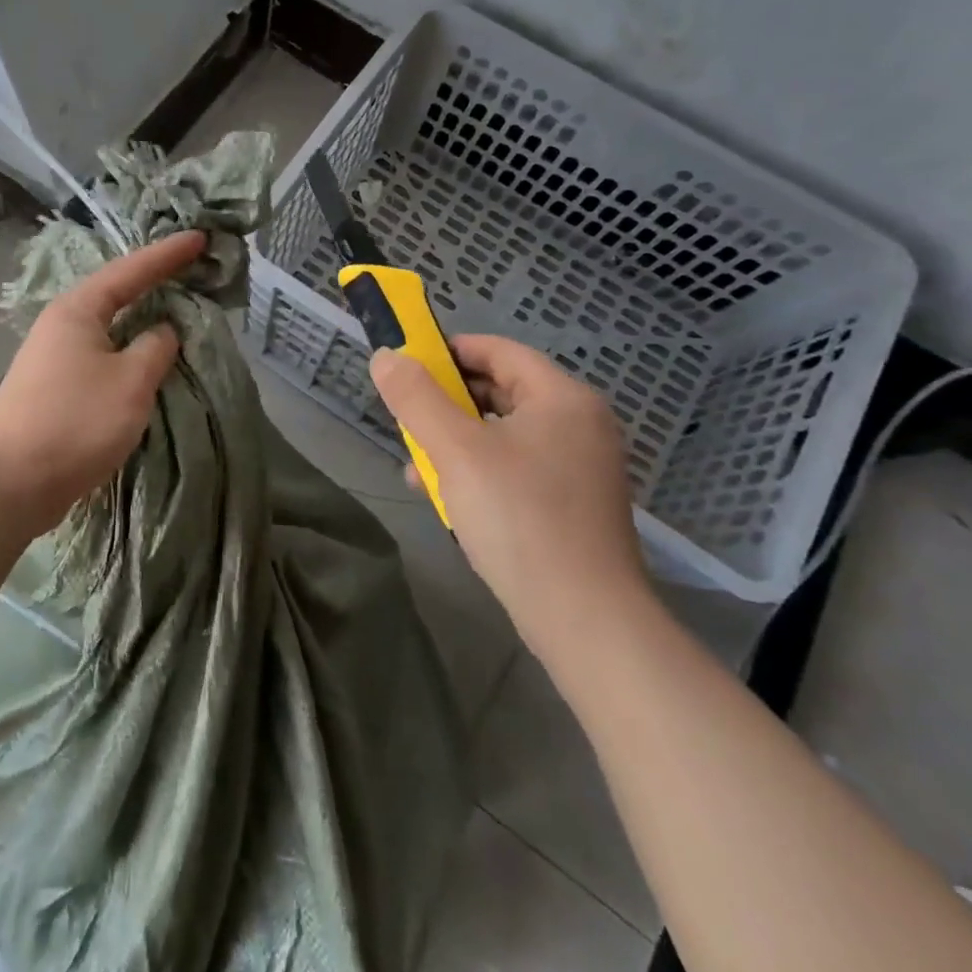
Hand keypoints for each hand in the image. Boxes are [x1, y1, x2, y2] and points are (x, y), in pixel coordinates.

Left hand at [0, 230, 204, 538]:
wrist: (8, 484)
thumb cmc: (74, 422)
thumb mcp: (130, 382)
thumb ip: (156, 348)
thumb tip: (163, 331)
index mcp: (78, 310)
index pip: (131, 270)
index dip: (168, 254)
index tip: (200, 238)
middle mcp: (62, 325)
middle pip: (116, 293)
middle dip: (154, 281)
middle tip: (192, 270)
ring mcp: (54, 357)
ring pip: (110, 327)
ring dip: (142, 319)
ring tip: (176, 311)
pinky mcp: (54, 388)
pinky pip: (103, 355)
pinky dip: (129, 351)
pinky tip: (145, 360)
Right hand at [371, 335, 651, 653]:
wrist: (585, 621)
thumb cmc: (519, 519)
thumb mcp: (456, 451)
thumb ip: (416, 398)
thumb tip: (386, 356)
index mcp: (562, 398)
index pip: (499, 351)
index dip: (449, 351)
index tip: (407, 366)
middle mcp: (580, 424)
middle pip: (502, 391)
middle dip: (448, 402)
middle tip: (408, 418)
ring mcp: (582, 467)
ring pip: (505, 433)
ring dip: (457, 440)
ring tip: (416, 464)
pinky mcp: (574, 504)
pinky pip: (518, 468)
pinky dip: (481, 471)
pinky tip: (446, 497)